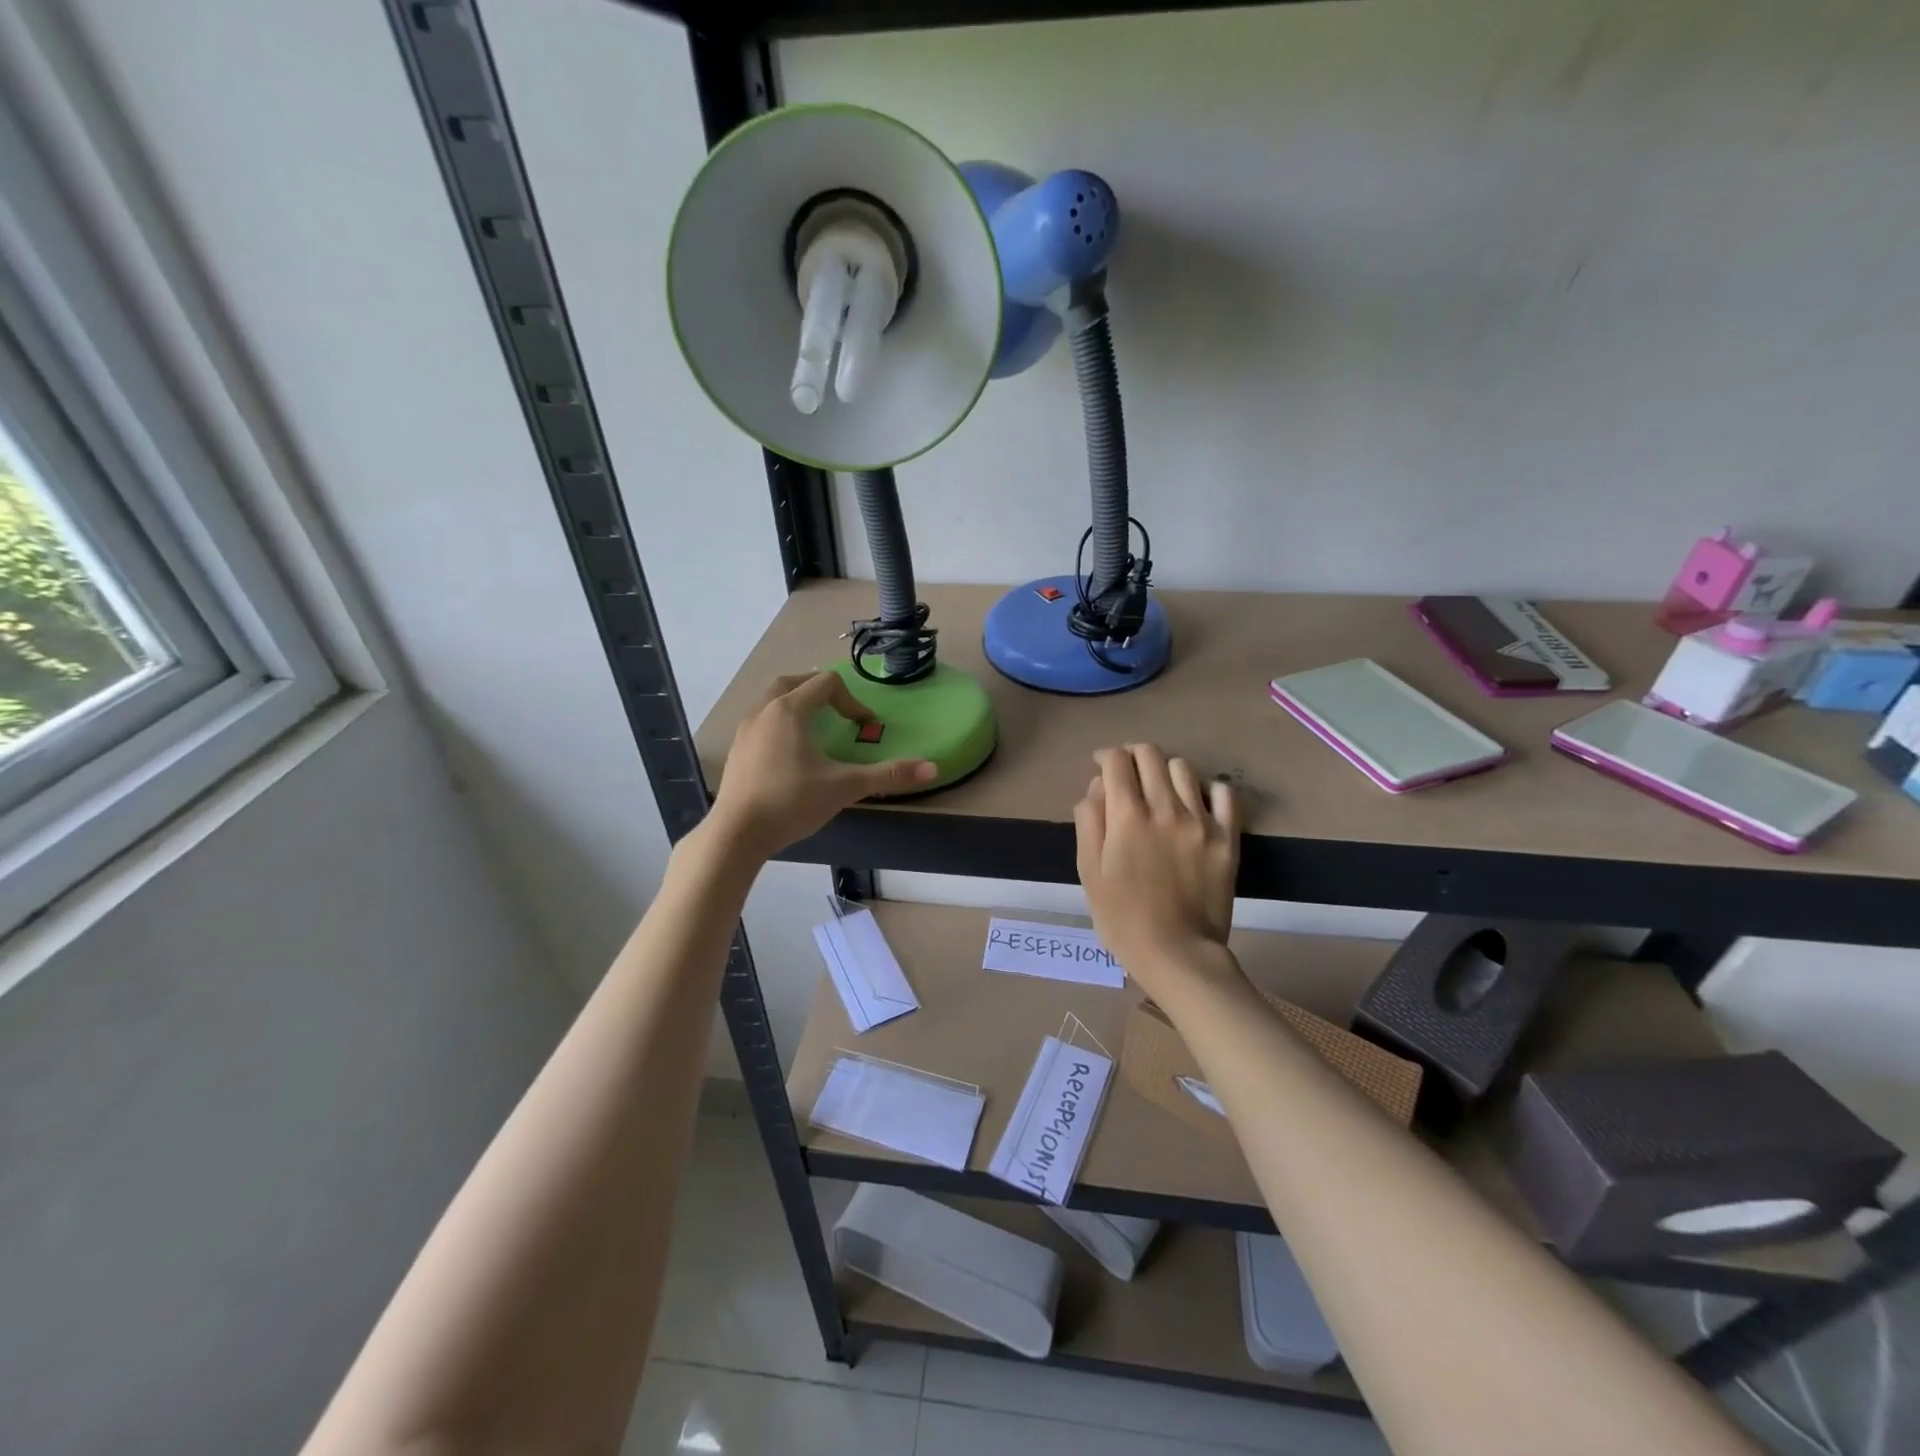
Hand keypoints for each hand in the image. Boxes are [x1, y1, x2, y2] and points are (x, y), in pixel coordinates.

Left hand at [708, 672, 935, 858]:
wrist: (737, 833)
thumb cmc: (791, 802)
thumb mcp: (844, 787)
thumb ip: (887, 775)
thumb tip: (932, 769)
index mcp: (790, 709)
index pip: (825, 683)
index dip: (851, 700)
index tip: (863, 726)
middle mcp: (764, 711)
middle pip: (792, 681)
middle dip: (817, 689)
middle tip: (837, 708)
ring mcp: (745, 730)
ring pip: (770, 699)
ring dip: (794, 702)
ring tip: (813, 725)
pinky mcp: (736, 750)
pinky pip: (759, 720)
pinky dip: (778, 722)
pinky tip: (788, 751)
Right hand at [1075, 744, 1241, 1001]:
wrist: (1177, 953)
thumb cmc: (1122, 917)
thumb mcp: (1090, 871)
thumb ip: (1090, 821)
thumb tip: (1097, 786)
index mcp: (1127, 815)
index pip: (1116, 761)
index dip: (1105, 756)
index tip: (1101, 766)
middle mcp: (1165, 807)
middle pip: (1150, 754)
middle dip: (1133, 754)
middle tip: (1128, 772)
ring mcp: (1201, 820)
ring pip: (1184, 767)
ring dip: (1166, 769)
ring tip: (1161, 788)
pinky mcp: (1227, 837)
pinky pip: (1225, 793)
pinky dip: (1209, 787)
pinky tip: (1198, 801)